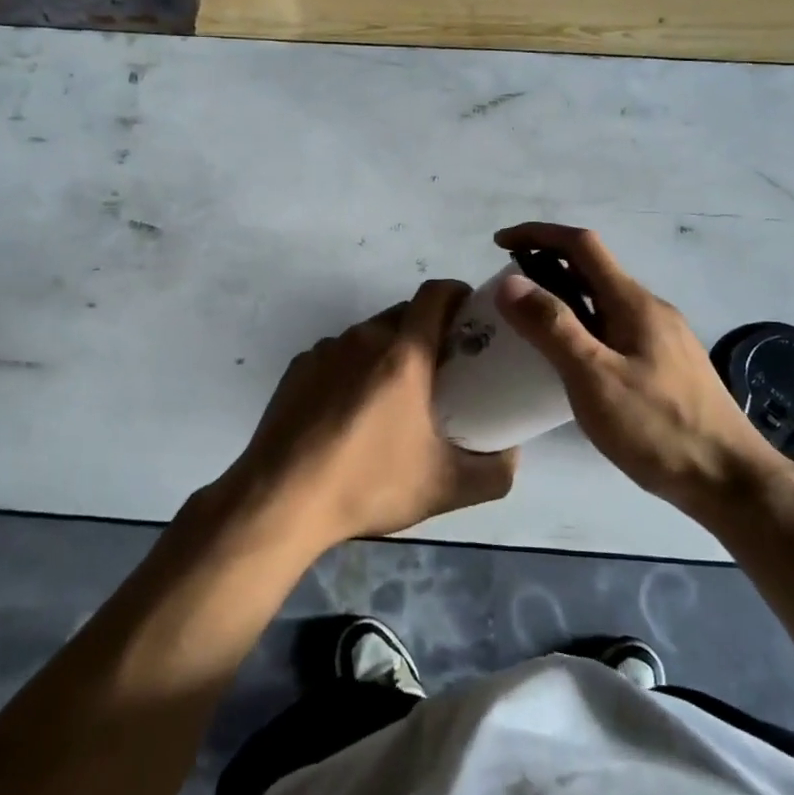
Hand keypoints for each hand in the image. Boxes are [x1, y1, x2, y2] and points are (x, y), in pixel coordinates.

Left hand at [221, 280, 517, 552]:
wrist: (281, 500)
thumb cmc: (368, 484)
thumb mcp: (446, 487)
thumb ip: (496, 471)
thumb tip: (512, 454)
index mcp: (403, 353)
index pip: (436, 294)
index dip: (458, 294)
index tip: (472, 316)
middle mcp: (364, 338)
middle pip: (404, 314)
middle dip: (428, 330)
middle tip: (443, 369)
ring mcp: (325, 350)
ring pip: (369, 335)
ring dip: (389, 352)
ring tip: (394, 397)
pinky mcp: (298, 368)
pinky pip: (338, 355)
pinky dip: (354, 369)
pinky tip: (350, 413)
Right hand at [492, 223, 783, 505]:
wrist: (731, 480)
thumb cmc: (658, 428)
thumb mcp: (594, 378)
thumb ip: (552, 327)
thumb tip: (510, 281)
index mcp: (633, 302)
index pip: (582, 245)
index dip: (538, 234)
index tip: (499, 244)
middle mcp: (649, 308)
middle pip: (592, 268)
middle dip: (546, 264)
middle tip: (506, 291)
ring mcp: (660, 336)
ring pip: (602, 299)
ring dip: (562, 295)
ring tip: (527, 321)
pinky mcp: (664, 363)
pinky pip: (612, 326)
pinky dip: (581, 323)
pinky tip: (569, 358)